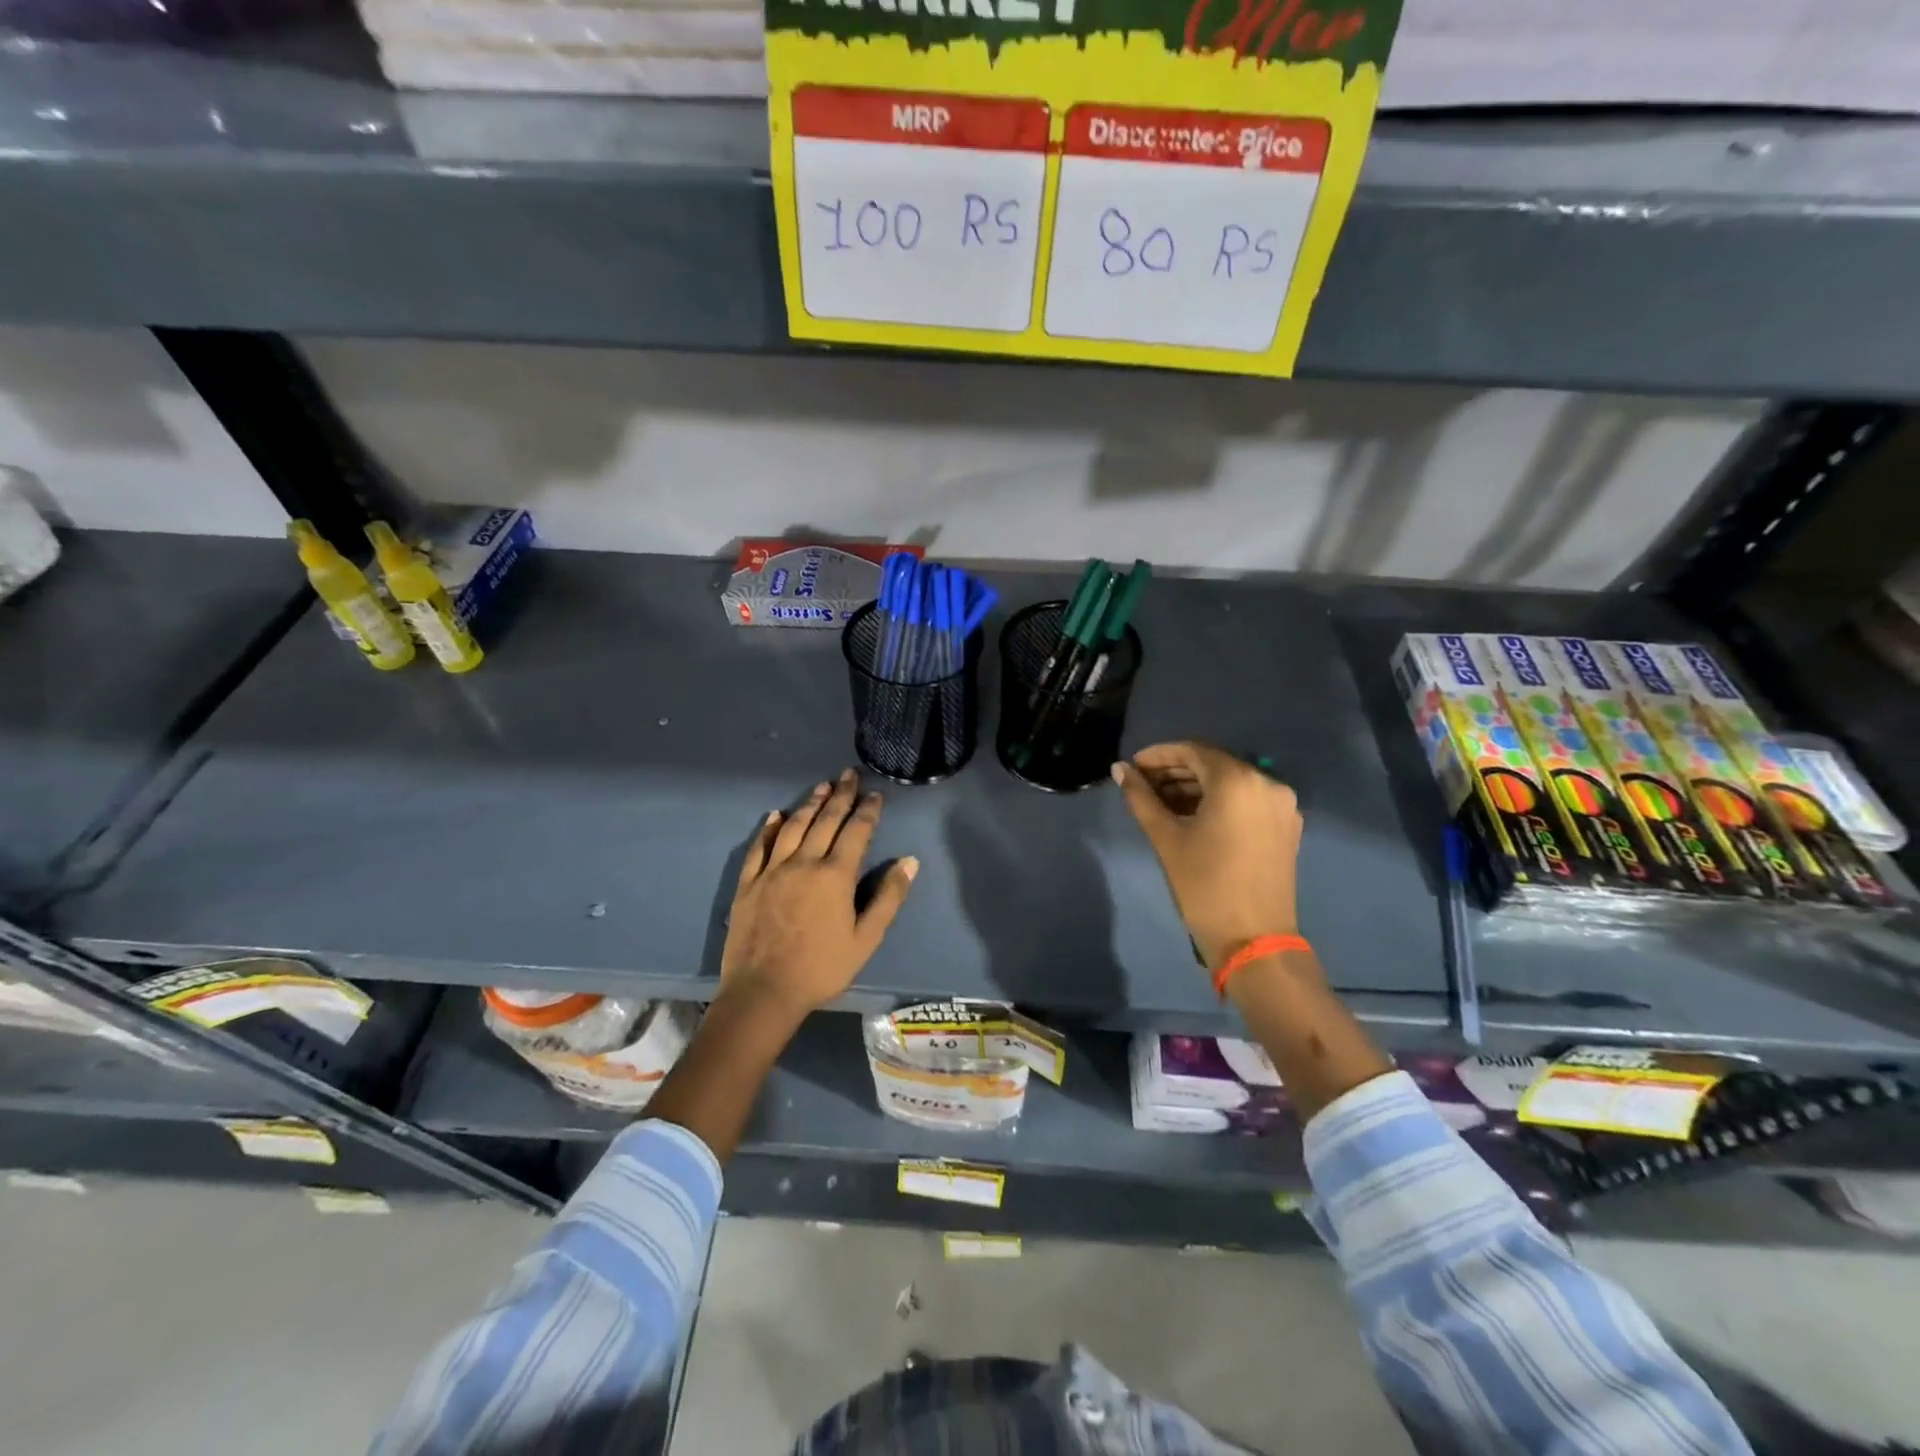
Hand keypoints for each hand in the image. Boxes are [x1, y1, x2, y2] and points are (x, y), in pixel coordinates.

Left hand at [720, 768, 918, 1020]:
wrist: (763, 991)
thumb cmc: (821, 968)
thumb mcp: (866, 939)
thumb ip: (888, 897)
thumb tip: (909, 861)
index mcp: (835, 875)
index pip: (856, 832)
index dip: (867, 810)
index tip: (875, 794)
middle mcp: (804, 862)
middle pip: (825, 820)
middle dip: (841, 796)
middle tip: (849, 774)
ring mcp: (772, 870)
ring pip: (793, 826)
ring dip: (809, 803)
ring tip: (822, 786)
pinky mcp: (748, 883)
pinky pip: (759, 847)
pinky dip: (769, 828)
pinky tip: (775, 815)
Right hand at [1113, 742, 1302, 969]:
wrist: (1253, 939)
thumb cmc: (1204, 884)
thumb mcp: (1166, 837)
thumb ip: (1141, 798)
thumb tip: (1119, 769)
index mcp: (1238, 780)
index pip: (1192, 751)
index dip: (1158, 755)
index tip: (1132, 766)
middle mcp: (1266, 783)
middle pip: (1213, 765)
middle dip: (1175, 771)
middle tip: (1142, 785)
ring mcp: (1281, 805)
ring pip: (1231, 783)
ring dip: (1195, 787)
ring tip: (1160, 802)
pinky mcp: (1286, 826)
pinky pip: (1246, 800)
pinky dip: (1218, 801)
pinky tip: (1191, 815)